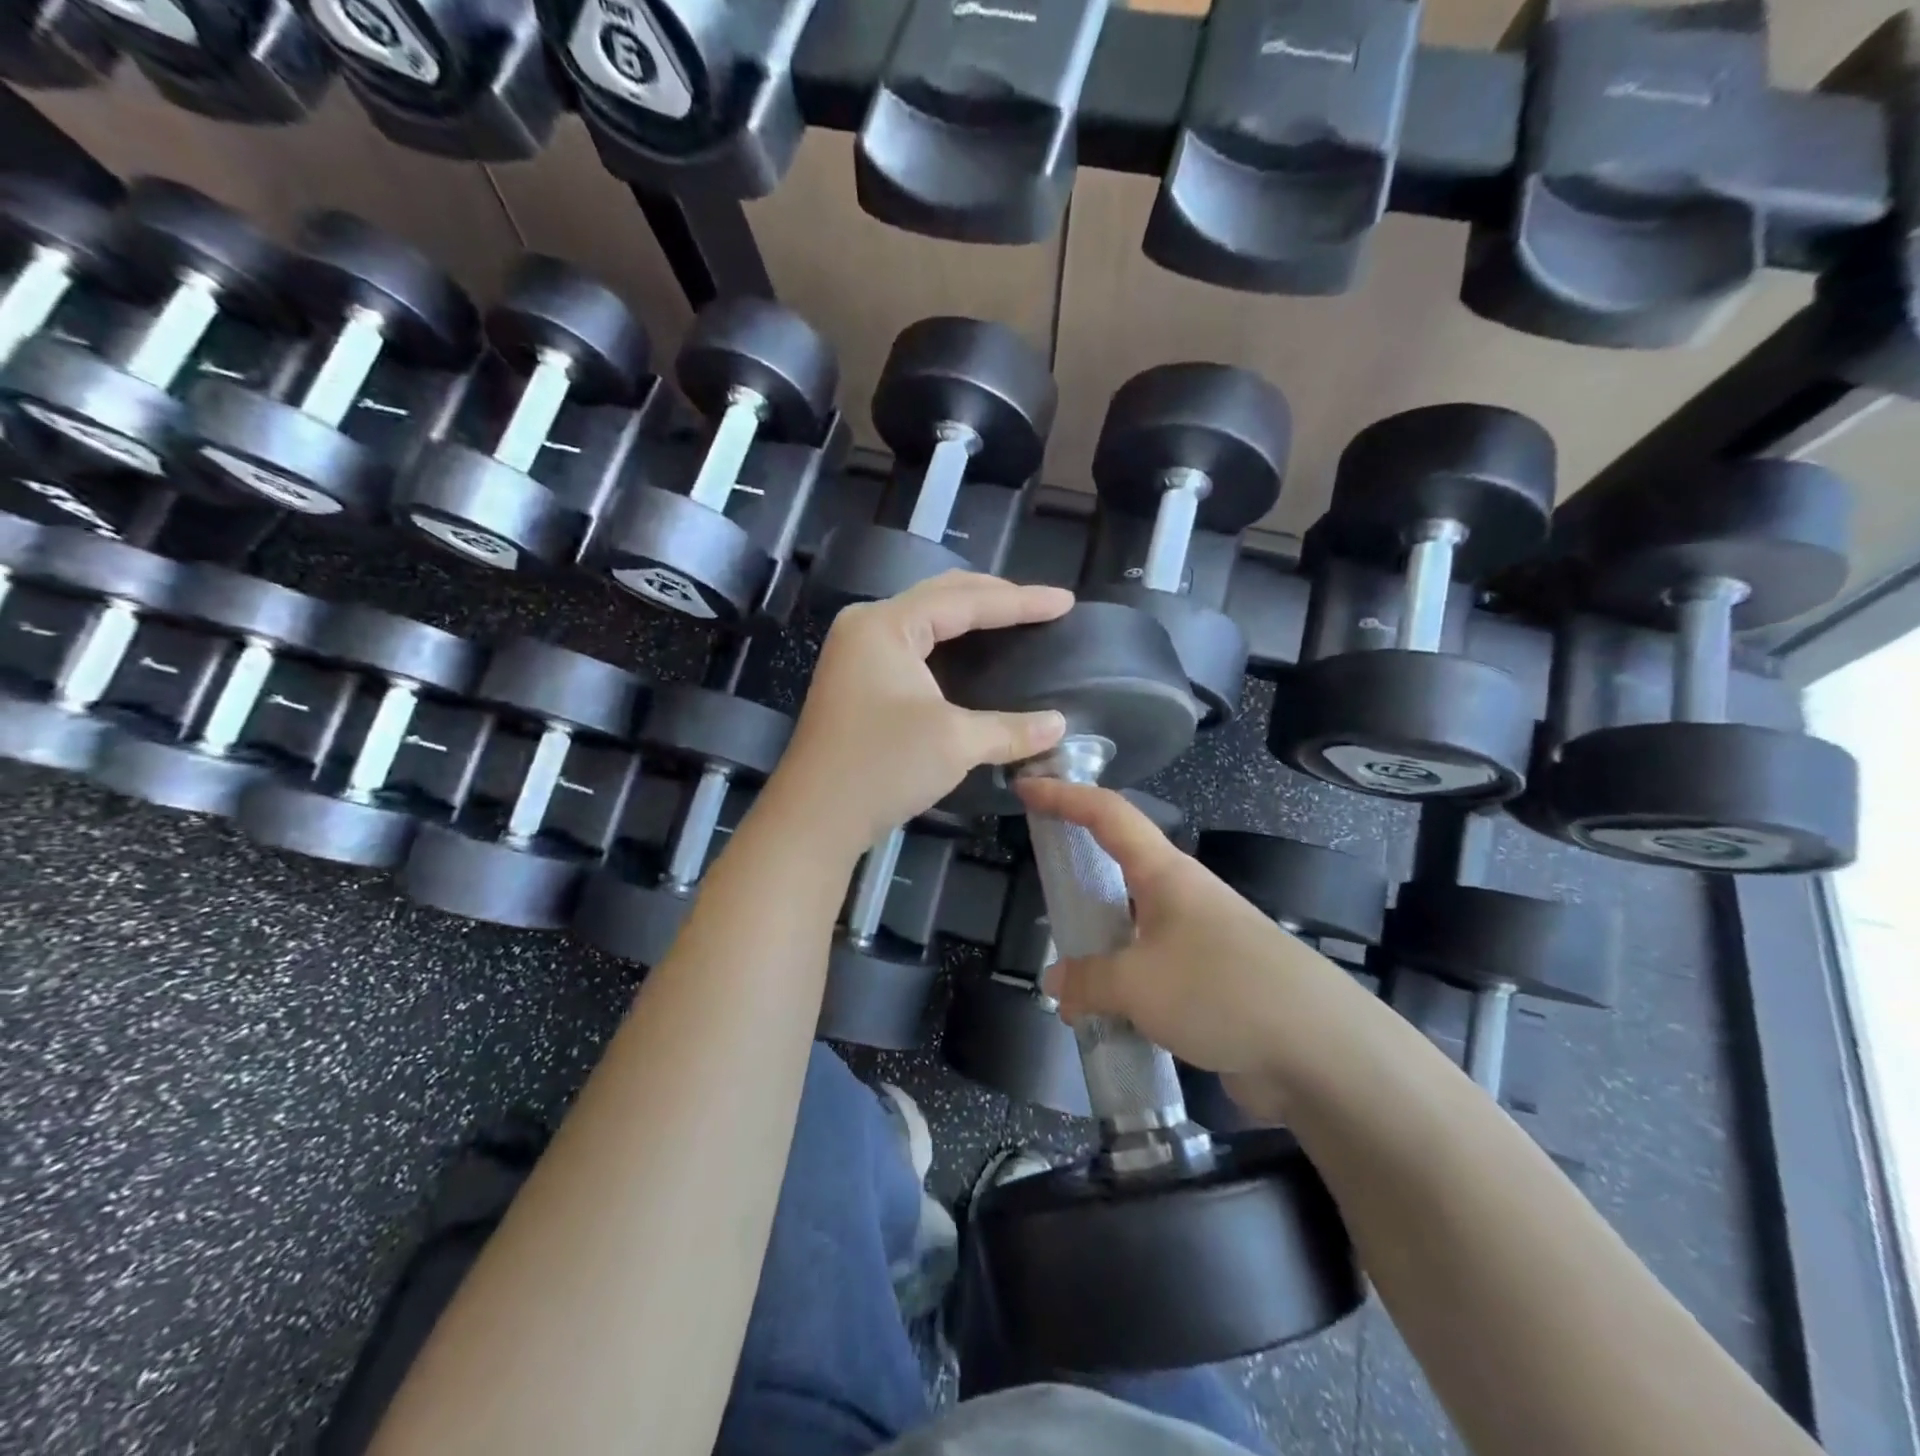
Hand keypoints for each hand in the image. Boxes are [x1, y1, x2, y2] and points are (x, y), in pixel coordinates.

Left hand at [768, 572, 1073, 852]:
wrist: (813, 820)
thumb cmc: (881, 768)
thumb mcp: (954, 742)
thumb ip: (1010, 729)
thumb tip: (1059, 726)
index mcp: (886, 625)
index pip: (964, 600)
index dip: (1020, 601)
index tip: (1065, 602)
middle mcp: (867, 627)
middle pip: (941, 596)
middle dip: (993, 598)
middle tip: (1040, 606)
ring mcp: (857, 654)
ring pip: (925, 619)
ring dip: (969, 617)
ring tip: (1013, 619)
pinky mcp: (858, 681)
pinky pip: (913, 645)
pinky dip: (948, 644)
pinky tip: (972, 654)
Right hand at [1016, 779, 1351, 1121]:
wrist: (1320, 1051)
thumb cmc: (1220, 990)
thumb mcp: (1137, 983)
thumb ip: (1087, 979)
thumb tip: (1058, 981)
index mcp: (1165, 873)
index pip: (1106, 814)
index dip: (1063, 795)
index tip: (1025, 787)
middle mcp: (1183, 897)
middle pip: (1120, 870)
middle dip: (1080, 880)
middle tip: (1046, 898)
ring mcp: (1201, 941)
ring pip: (1133, 931)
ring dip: (1101, 955)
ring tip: (1069, 991)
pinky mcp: (1214, 984)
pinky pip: (1154, 977)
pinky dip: (1126, 993)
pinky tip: (1108, 1025)